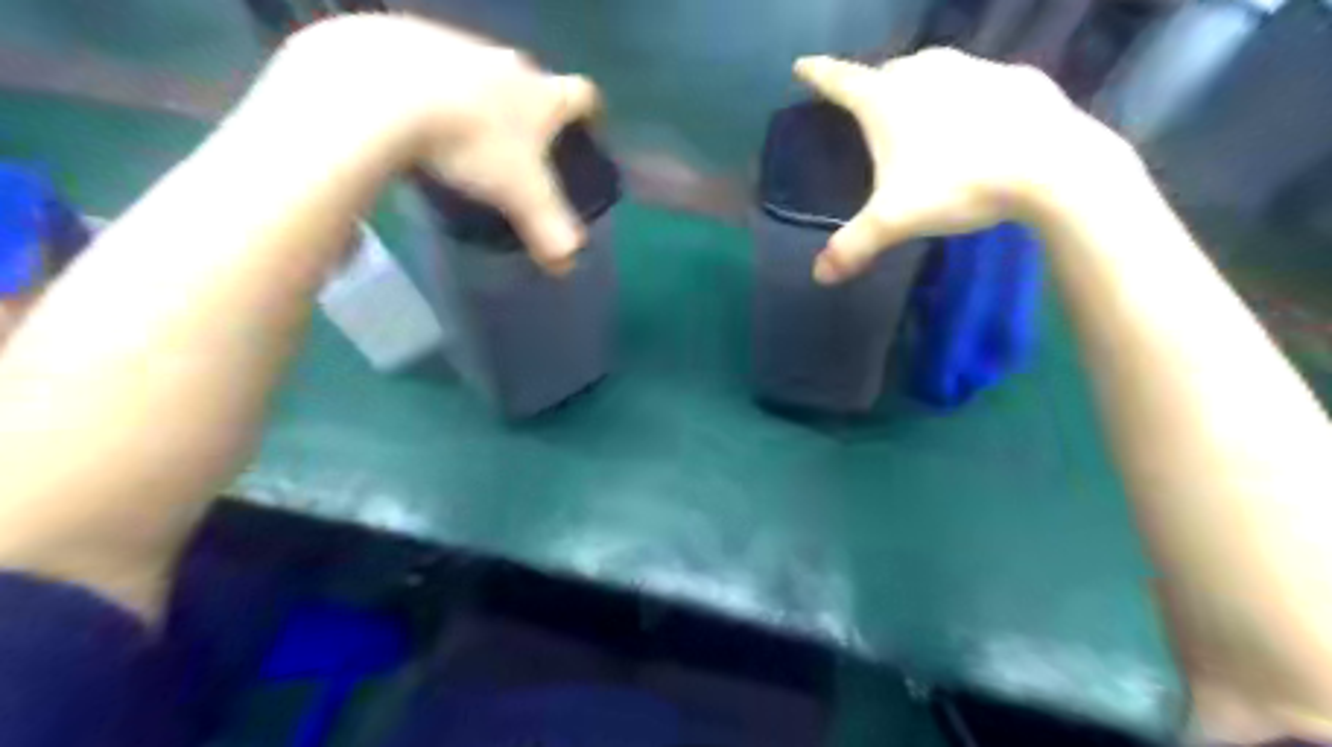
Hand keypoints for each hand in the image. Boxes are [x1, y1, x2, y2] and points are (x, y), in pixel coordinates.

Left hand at [266, 13, 597, 270]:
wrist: (387, 92)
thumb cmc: (473, 144)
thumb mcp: (520, 196)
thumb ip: (548, 229)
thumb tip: (568, 264)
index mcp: (542, 96)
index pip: (582, 96)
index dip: (590, 114)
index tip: (587, 130)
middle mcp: (508, 63)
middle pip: (532, 83)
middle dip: (532, 111)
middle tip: (522, 148)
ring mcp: (458, 46)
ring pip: (483, 74)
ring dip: (482, 100)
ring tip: (467, 138)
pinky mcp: (410, 40)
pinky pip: (435, 68)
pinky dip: (437, 92)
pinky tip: (420, 119)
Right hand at [789, 47, 1133, 283]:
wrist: (1049, 165)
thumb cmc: (957, 184)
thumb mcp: (894, 221)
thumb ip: (853, 246)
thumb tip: (819, 277)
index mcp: (886, 101)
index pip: (840, 80)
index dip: (817, 74)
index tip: (802, 66)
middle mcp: (924, 72)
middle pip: (887, 72)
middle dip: (873, 86)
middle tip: (869, 108)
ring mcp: (973, 68)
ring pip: (932, 72)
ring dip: (919, 89)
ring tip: (919, 115)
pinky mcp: (1014, 78)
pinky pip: (977, 84)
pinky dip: (965, 99)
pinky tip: (974, 124)